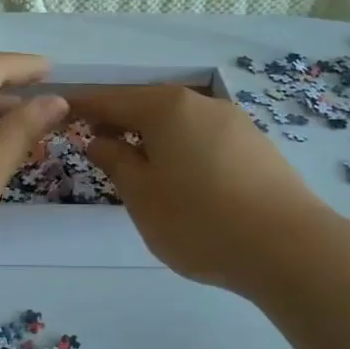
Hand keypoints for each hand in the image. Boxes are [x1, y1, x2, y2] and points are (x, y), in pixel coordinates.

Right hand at [76, 86, 331, 298]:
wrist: (289, 249)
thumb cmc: (199, 220)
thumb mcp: (142, 195)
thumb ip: (115, 162)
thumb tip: (98, 140)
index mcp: (166, 108)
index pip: (112, 99)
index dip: (83, 106)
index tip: (59, 112)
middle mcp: (202, 105)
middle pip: (148, 105)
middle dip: (119, 121)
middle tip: (94, 143)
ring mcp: (235, 124)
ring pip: (179, 123)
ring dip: (152, 137)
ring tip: (136, 166)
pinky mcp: (257, 148)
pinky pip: (205, 139)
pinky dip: (181, 149)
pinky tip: (181, 178)